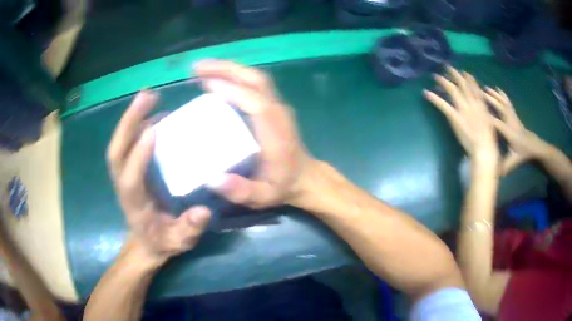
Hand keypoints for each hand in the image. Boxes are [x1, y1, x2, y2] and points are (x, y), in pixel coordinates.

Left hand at [107, 91, 210, 262]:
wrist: (146, 243)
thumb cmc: (162, 241)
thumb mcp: (180, 241)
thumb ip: (189, 229)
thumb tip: (202, 211)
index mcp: (135, 205)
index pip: (130, 179)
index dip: (138, 156)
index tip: (153, 130)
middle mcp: (124, 186)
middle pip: (117, 152)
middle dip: (128, 123)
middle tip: (147, 97)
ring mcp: (124, 175)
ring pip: (119, 144)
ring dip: (131, 118)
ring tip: (149, 96)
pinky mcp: (129, 168)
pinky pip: (127, 143)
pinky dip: (136, 124)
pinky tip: (153, 112)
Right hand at [194, 60, 313, 208]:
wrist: (304, 178)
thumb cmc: (282, 185)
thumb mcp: (262, 196)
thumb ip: (240, 191)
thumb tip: (212, 178)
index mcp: (275, 130)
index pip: (255, 101)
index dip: (232, 90)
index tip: (206, 84)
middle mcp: (277, 111)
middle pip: (255, 79)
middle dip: (226, 69)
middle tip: (197, 67)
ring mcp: (276, 105)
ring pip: (254, 77)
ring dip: (228, 69)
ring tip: (201, 68)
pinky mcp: (272, 106)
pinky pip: (253, 84)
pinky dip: (234, 76)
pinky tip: (216, 79)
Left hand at [424, 66, 498, 161]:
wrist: (484, 148)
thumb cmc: (489, 140)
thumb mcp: (490, 123)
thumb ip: (485, 114)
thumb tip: (482, 109)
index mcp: (481, 105)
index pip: (474, 88)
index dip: (469, 79)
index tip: (464, 72)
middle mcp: (472, 103)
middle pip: (462, 85)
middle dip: (455, 75)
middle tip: (447, 67)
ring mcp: (463, 109)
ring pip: (452, 90)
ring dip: (444, 81)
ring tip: (436, 76)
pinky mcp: (455, 117)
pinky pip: (443, 105)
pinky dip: (434, 98)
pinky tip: (427, 93)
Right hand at [484, 87, 551, 173]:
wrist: (534, 146)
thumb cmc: (523, 153)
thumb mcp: (514, 161)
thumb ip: (504, 166)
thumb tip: (491, 173)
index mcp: (509, 133)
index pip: (497, 123)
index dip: (487, 117)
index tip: (477, 113)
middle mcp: (511, 122)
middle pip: (499, 108)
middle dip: (490, 100)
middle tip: (479, 93)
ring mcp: (513, 116)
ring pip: (503, 102)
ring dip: (494, 95)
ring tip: (486, 88)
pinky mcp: (514, 114)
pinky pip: (507, 102)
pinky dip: (502, 94)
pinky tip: (497, 89)